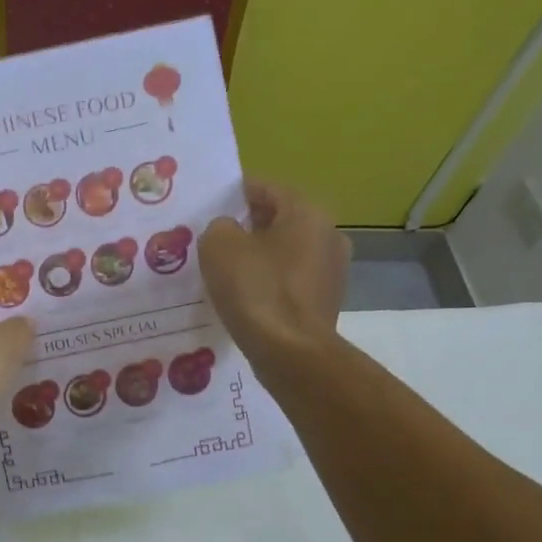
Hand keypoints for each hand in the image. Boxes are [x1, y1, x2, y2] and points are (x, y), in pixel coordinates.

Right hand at [200, 180, 350, 365]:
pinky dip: (268, 283)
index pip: (266, 188)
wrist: (290, 353)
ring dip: (258, 257)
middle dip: (247, 227)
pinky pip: (289, 282)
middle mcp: (328, 235)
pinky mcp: (325, 303)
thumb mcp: (219, 245)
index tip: (210, 205)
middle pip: (279, 221)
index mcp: (307, 213)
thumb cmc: (256, 289)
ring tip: (224, 270)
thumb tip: (229, 232)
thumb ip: (220, 226)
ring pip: (285, 253)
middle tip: (212, 238)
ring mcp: (332, 272)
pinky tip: (244, 297)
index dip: (235, 193)